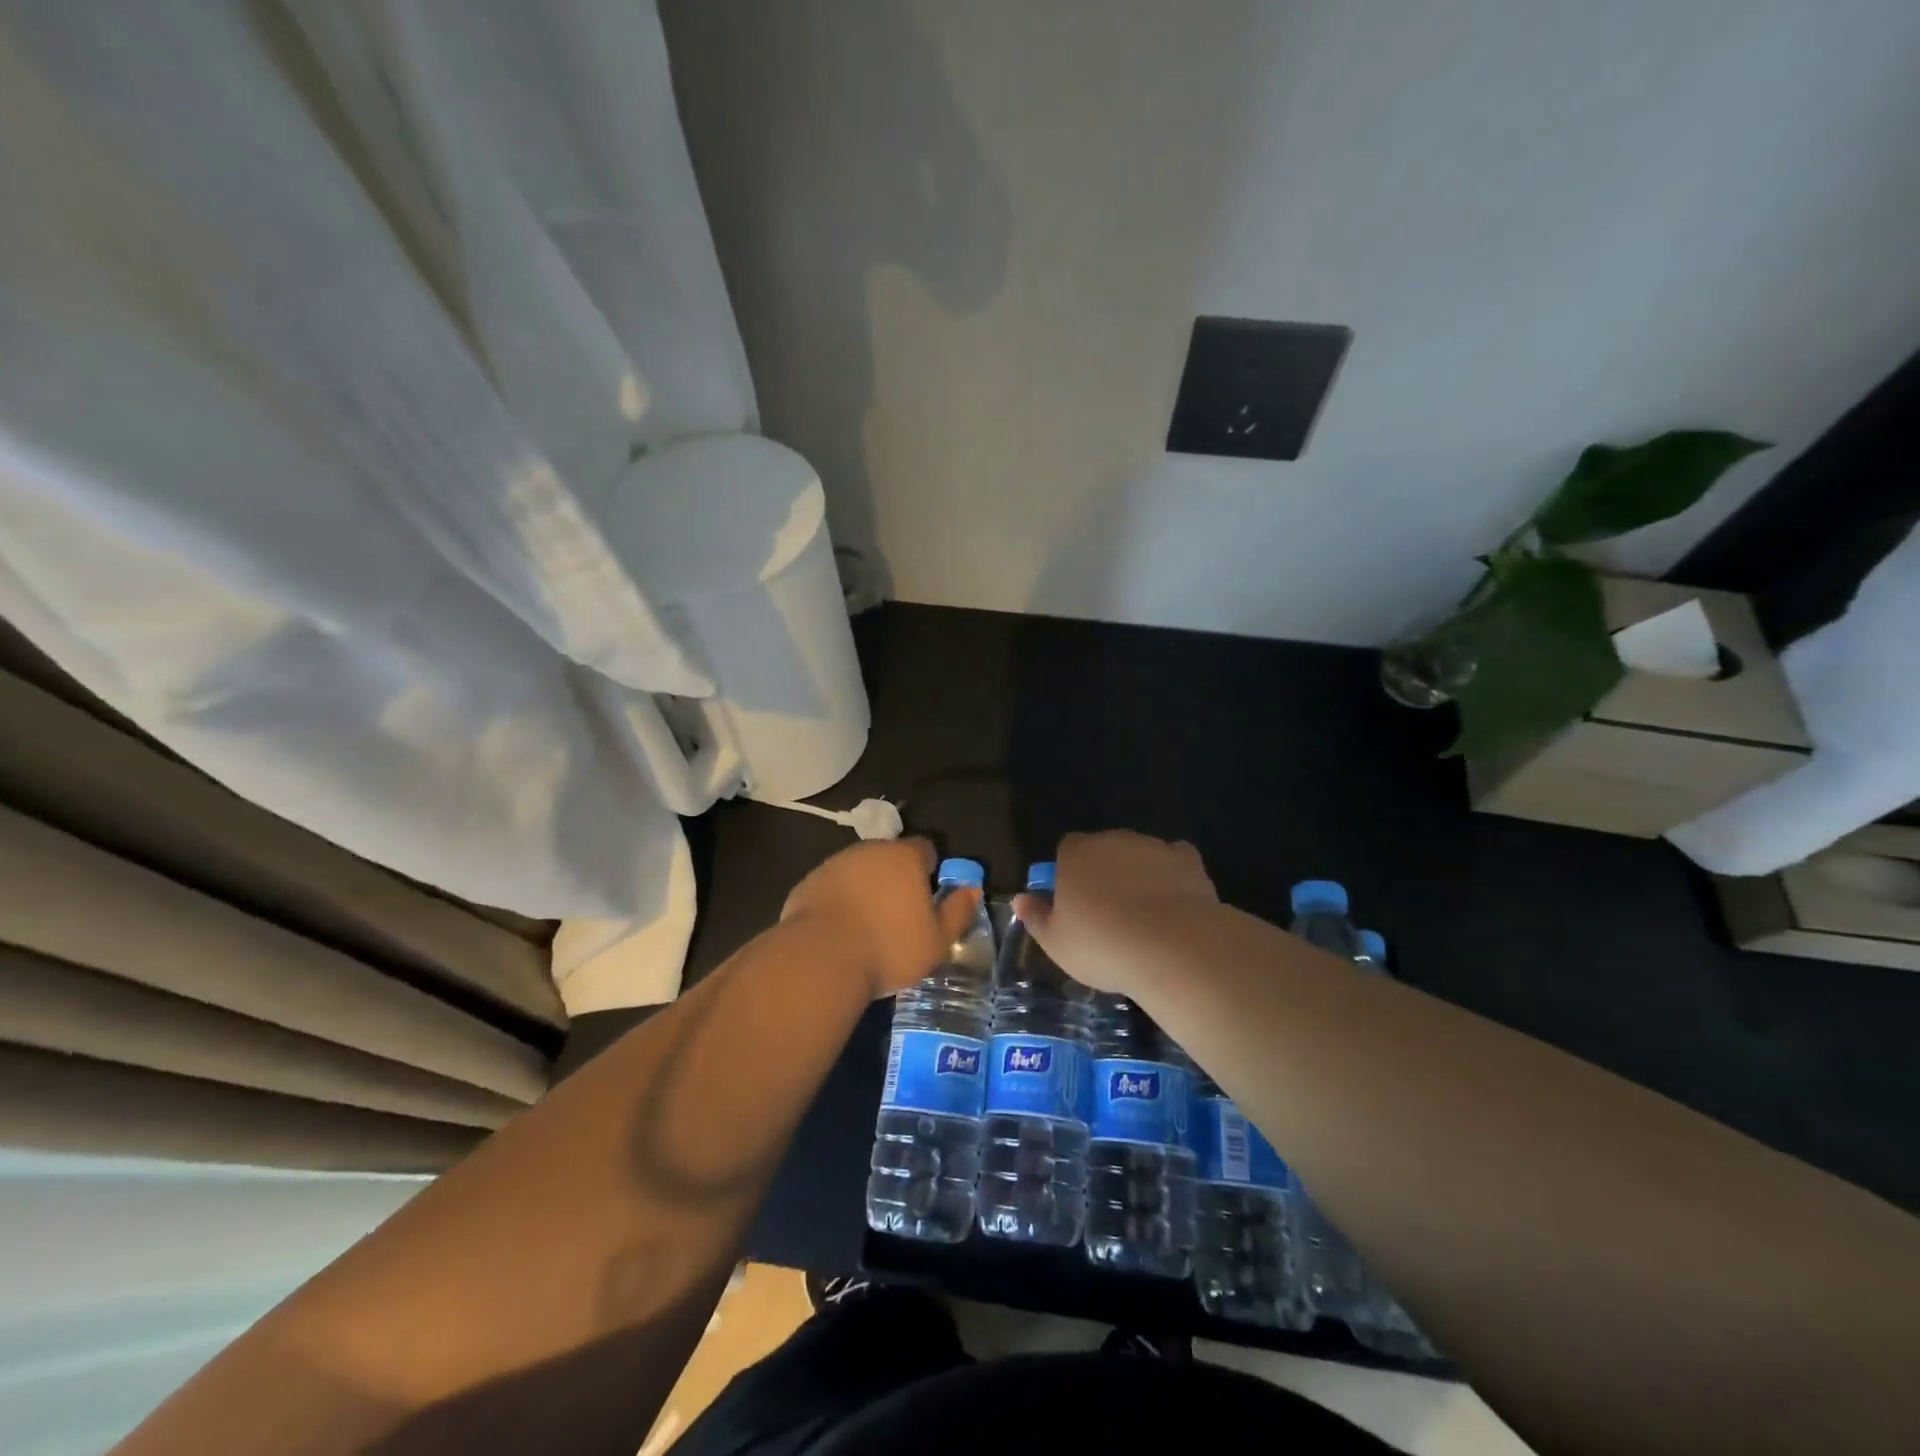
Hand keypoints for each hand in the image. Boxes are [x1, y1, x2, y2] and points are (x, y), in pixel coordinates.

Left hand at [781, 838, 979, 999]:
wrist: (820, 958)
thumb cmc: (889, 948)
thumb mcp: (937, 940)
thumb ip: (958, 911)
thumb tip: (972, 889)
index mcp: (905, 857)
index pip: (925, 849)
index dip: (929, 870)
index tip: (928, 898)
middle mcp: (869, 850)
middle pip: (889, 858)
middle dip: (896, 879)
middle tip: (899, 915)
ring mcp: (835, 864)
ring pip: (859, 871)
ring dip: (866, 889)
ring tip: (868, 926)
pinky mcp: (808, 883)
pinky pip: (833, 887)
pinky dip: (839, 901)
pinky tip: (840, 931)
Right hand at [1013, 830, 1218, 994]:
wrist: (1171, 946)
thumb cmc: (1102, 944)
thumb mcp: (1056, 942)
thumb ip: (1036, 917)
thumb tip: (1020, 899)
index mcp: (1076, 854)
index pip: (1067, 849)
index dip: (1070, 872)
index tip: (1074, 902)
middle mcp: (1112, 840)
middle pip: (1104, 849)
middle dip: (1105, 872)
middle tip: (1109, 912)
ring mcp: (1152, 846)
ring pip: (1139, 854)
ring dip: (1138, 873)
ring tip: (1145, 914)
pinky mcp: (1186, 859)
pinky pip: (1174, 860)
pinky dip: (1172, 874)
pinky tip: (1175, 901)